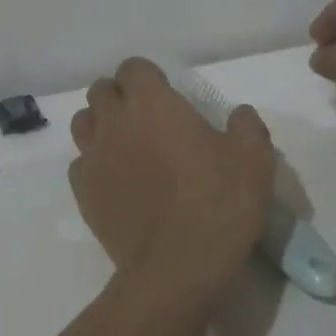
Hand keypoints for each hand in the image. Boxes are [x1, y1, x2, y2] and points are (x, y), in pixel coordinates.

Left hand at [69, 58, 275, 308]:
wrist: (178, 268)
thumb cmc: (219, 204)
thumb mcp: (254, 159)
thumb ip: (246, 125)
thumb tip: (239, 114)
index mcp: (152, 103)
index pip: (133, 67)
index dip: (148, 77)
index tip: (167, 96)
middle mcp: (114, 122)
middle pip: (101, 91)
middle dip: (120, 97)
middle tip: (147, 119)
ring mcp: (93, 158)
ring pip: (82, 123)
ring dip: (101, 125)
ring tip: (127, 146)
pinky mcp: (83, 193)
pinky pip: (80, 165)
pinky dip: (94, 165)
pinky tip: (116, 182)